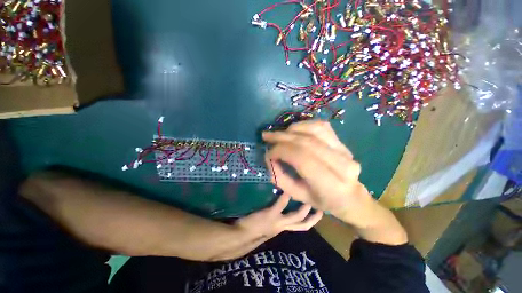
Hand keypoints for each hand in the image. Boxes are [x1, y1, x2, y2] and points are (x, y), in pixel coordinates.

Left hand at [235, 193, 322, 239]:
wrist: (240, 238)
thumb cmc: (252, 231)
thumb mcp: (266, 227)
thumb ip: (273, 220)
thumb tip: (277, 210)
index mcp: (282, 229)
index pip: (299, 226)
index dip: (308, 221)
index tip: (314, 213)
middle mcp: (283, 227)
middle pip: (302, 225)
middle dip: (313, 218)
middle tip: (321, 208)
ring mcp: (277, 221)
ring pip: (296, 217)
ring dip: (304, 209)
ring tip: (308, 198)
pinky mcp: (270, 215)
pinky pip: (281, 205)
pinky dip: (285, 198)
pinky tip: (288, 190)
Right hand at [263, 120, 406, 244]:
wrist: (351, 197)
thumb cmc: (322, 200)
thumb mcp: (297, 195)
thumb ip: (280, 177)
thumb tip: (269, 157)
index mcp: (330, 185)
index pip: (302, 158)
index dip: (281, 151)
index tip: (268, 153)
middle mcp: (341, 165)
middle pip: (306, 142)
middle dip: (282, 137)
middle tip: (266, 136)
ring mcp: (345, 150)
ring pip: (314, 130)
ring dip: (292, 129)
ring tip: (279, 134)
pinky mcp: (343, 143)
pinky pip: (321, 126)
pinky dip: (304, 125)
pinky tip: (294, 130)